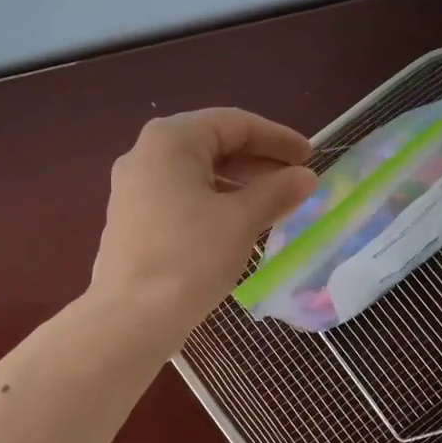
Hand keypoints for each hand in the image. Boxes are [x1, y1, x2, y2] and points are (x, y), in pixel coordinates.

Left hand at [89, 108, 317, 344]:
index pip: (235, 124)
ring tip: (273, 206)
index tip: (310, 157)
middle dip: (258, 162)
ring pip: (197, 174)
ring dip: (238, 185)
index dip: (277, 138)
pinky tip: (238, 226)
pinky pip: (180, 197)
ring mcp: (133, 188)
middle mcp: (145, 154)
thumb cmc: (191, 257)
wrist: (131, 318)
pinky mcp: (131, 220)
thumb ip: (276, 191)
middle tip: (295, 181)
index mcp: (171, 140)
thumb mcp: (241, 221)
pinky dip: (213, 203)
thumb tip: (304, 177)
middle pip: (213, 145)